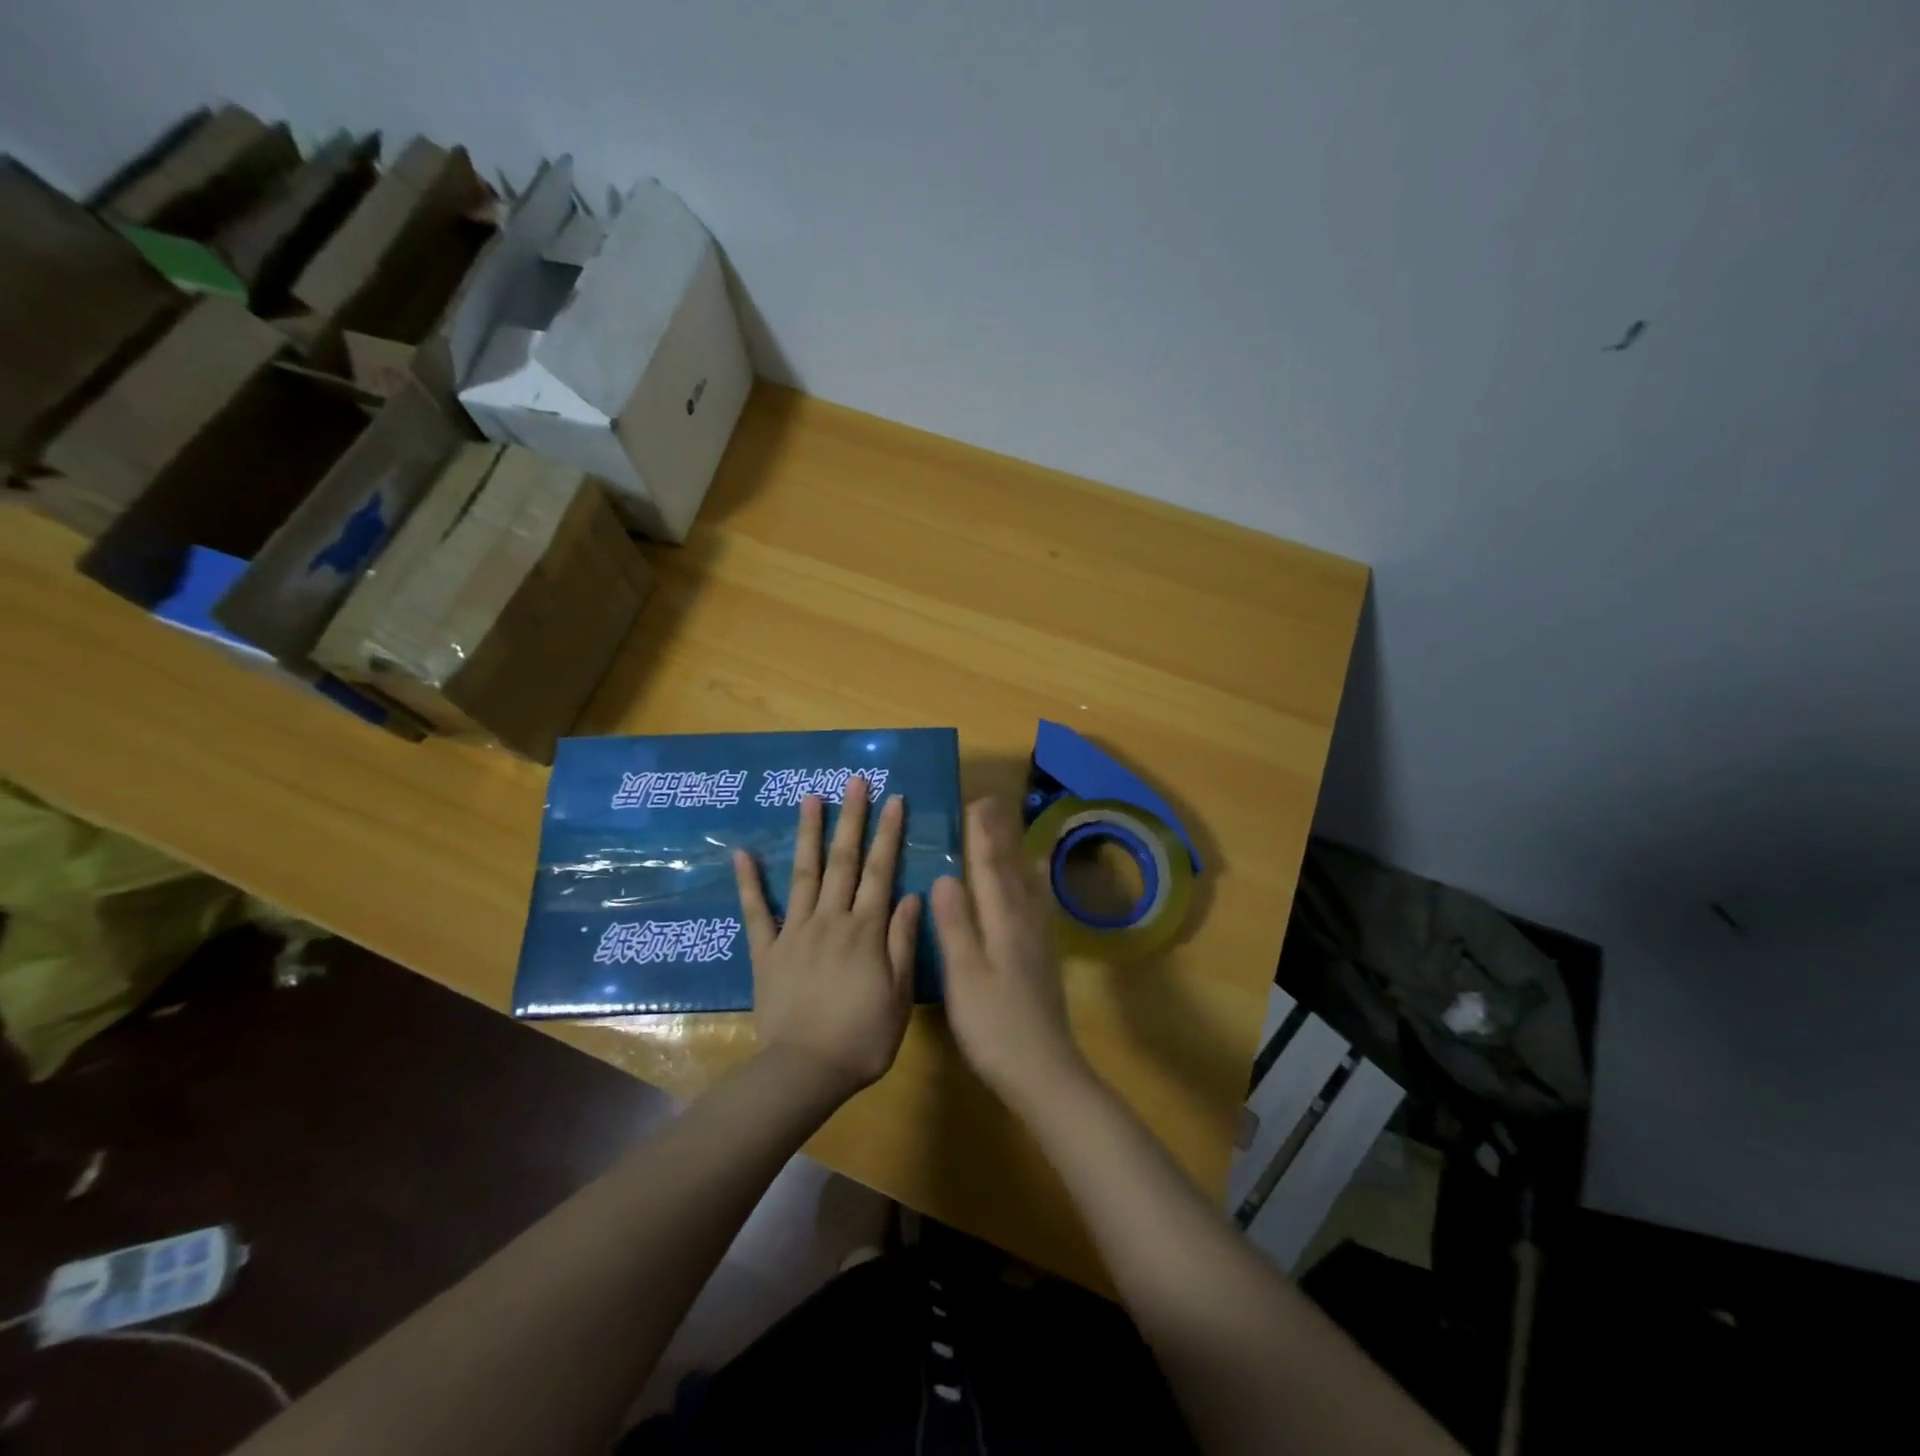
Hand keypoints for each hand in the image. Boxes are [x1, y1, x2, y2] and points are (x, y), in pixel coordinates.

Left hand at [733, 777, 922, 1096]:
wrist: (805, 1071)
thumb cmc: (862, 1038)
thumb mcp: (899, 995)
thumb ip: (902, 941)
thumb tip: (912, 894)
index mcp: (865, 930)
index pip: (880, 871)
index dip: (888, 833)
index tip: (894, 799)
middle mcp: (830, 920)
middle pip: (843, 861)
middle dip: (851, 818)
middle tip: (855, 781)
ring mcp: (794, 932)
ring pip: (804, 874)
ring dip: (809, 834)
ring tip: (811, 797)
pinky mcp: (766, 951)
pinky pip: (756, 912)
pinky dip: (749, 882)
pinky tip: (743, 853)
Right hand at [931, 796, 1088, 1106]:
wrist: (1043, 1071)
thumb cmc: (994, 1025)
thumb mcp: (964, 976)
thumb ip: (955, 925)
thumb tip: (944, 876)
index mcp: (1002, 922)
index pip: (990, 868)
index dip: (982, 835)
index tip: (976, 802)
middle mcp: (1025, 921)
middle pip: (1012, 869)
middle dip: (1001, 835)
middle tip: (994, 803)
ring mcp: (1039, 939)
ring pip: (1029, 884)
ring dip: (1019, 853)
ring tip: (1018, 829)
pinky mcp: (1045, 956)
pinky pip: (1041, 904)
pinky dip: (1038, 883)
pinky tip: (1038, 883)